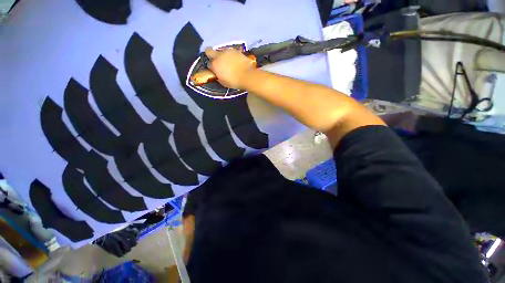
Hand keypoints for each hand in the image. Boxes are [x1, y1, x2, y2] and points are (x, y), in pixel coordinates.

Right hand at [205, 48, 255, 88]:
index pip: (208, 64)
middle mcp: (218, 55)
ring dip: (222, 56)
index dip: (211, 67)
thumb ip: (219, 77)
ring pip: (220, 51)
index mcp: (214, 65)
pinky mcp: (235, 50)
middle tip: (217, 61)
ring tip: (229, 62)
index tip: (215, 70)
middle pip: (209, 51)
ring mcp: (227, 51)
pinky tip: (235, 61)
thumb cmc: (235, 81)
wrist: (248, 75)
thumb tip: (218, 74)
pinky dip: (231, 56)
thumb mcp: (224, 83)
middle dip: (211, 55)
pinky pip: (230, 52)